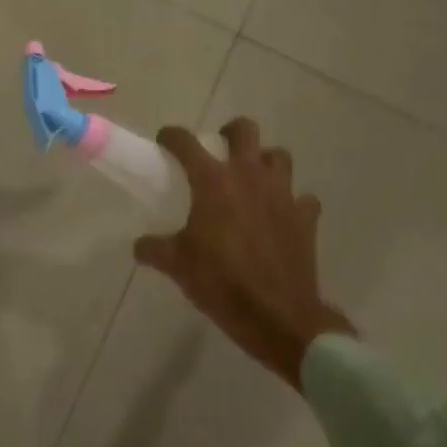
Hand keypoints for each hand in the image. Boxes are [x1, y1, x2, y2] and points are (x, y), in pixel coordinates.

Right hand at [132, 119, 354, 390]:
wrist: (277, 316)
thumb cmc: (221, 282)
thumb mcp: (177, 265)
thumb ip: (154, 248)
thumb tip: (140, 246)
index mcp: (213, 181)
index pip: (186, 142)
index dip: (172, 137)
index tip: (165, 141)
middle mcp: (249, 176)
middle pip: (245, 130)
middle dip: (230, 133)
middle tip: (219, 149)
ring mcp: (283, 194)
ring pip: (278, 157)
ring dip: (264, 161)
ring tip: (252, 179)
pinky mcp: (306, 218)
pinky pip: (302, 198)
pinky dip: (292, 201)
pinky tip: (280, 215)